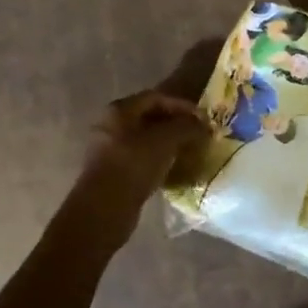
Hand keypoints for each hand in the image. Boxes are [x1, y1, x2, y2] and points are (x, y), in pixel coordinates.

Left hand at [70, 89, 208, 234]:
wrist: (104, 209)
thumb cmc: (134, 165)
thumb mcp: (165, 141)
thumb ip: (186, 127)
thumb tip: (203, 125)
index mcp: (119, 110)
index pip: (156, 97)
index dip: (181, 105)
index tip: (202, 118)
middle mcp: (111, 125)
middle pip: (150, 117)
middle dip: (176, 124)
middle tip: (198, 133)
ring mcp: (109, 149)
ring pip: (146, 139)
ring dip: (169, 142)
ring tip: (190, 150)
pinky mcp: (113, 171)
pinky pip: (141, 157)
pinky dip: (159, 158)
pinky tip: (174, 167)